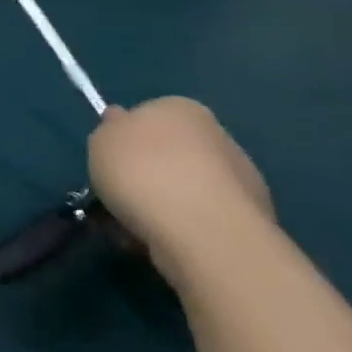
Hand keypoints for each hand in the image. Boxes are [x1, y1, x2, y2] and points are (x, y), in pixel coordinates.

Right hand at [88, 97, 274, 288]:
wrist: (203, 231)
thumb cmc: (142, 171)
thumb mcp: (101, 140)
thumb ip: (109, 130)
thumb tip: (120, 123)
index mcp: (180, 107)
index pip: (146, 116)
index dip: (123, 140)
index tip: (109, 163)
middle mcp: (216, 136)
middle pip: (167, 154)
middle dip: (144, 176)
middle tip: (118, 198)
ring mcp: (239, 180)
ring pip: (183, 190)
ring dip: (160, 206)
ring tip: (134, 229)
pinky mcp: (250, 221)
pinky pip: (199, 220)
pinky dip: (180, 230)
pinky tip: (161, 244)